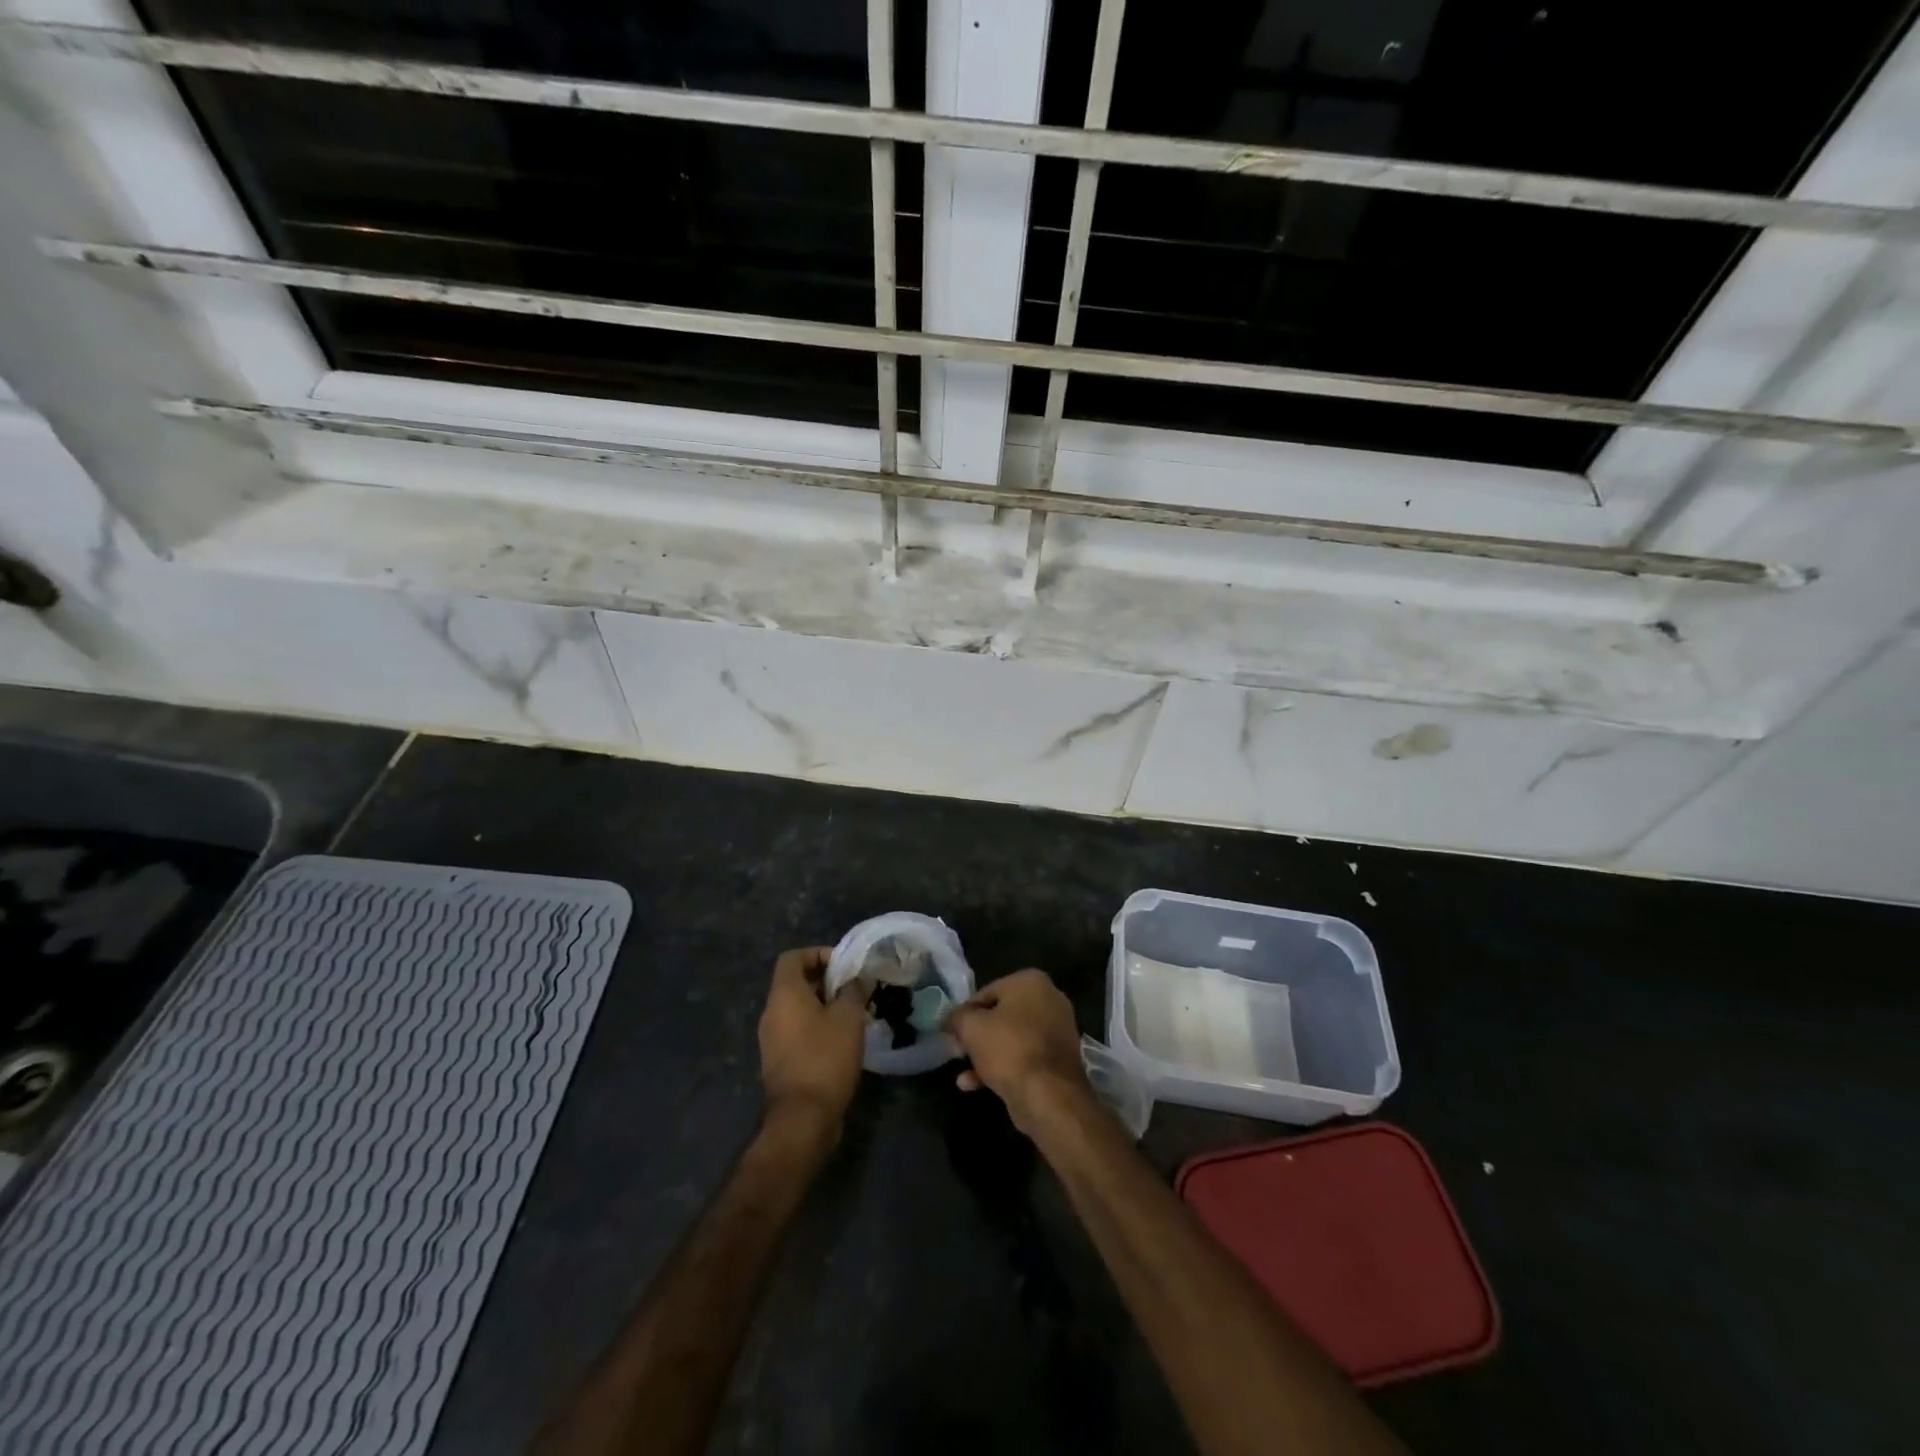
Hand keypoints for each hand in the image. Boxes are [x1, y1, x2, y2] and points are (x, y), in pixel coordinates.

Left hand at [758, 947, 866, 1136]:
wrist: (803, 1118)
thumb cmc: (825, 1057)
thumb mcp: (848, 1017)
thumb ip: (852, 991)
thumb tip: (855, 979)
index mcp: (783, 995)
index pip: (792, 957)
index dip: (818, 953)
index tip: (844, 965)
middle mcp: (771, 1013)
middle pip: (795, 983)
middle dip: (826, 981)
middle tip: (854, 989)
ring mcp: (772, 1039)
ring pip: (797, 1009)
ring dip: (824, 1006)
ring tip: (853, 1014)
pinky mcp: (779, 1061)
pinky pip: (797, 1031)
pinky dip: (817, 1027)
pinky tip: (842, 1041)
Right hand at [945, 969, 1088, 1132]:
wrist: (1049, 1095)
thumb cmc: (1009, 1049)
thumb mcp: (971, 1027)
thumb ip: (956, 1017)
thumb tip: (950, 1018)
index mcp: (1031, 981)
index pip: (987, 991)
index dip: (966, 1012)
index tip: (953, 1031)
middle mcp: (1049, 1000)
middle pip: (1001, 1015)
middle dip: (977, 1035)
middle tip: (958, 1051)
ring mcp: (1057, 1031)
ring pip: (1011, 1039)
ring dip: (986, 1055)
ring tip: (963, 1074)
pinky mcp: (1058, 1060)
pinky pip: (1024, 1057)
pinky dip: (1002, 1067)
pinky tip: (976, 1085)